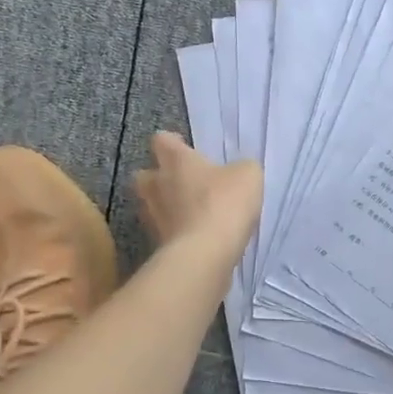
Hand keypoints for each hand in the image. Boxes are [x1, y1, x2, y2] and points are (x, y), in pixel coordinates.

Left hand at [134, 131, 262, 253]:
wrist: (205, 254)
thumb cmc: (224, 203)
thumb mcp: (248, 175)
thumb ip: (241, 168)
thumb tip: (237, 172)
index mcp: (176, 160)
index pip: (161, 140)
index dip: (173, 143)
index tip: (187, 150)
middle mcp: (157, 185)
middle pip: (144, 174)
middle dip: (158, 177)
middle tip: (182, 183)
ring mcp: (153, 216)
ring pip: (150, 204)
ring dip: (165, 206)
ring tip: (189, 212)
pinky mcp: (157, 244)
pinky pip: (163, 231)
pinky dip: (174, 231)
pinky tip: (195, 236)